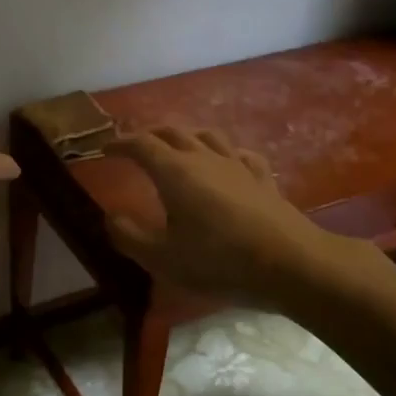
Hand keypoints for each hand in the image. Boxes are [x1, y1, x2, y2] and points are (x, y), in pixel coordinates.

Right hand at [106, 127, 327, 306]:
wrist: (289, 264)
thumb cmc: (219, 261)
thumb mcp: (162, 258)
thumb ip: (129, 236)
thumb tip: (109, 216)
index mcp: (174, 172)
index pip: (141, 145)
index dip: (120, 144)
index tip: (105, 150)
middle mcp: (204, 158)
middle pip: (173, 132)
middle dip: (149, 134)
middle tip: (135, 145)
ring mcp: (237, 165)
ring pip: (206, 136)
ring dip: (185, 136)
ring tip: (176, 146)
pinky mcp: (262, 179)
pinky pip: (239, 154)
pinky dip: (224, 152)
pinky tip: (227, 162)